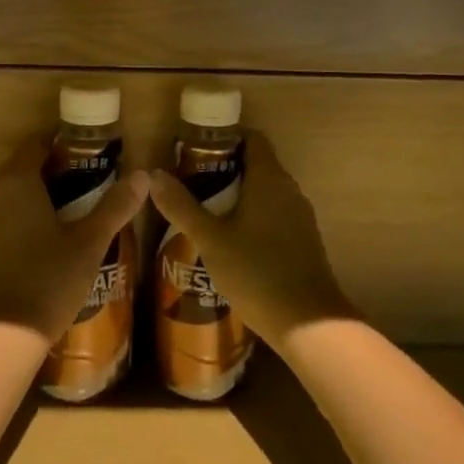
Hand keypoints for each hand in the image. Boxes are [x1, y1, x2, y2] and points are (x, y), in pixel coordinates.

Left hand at [0, 136, 149, 341]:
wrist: (7, 333)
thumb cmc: (50, 278)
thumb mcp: (90, 241)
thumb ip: (115, 206)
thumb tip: (143, 175)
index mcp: (18, 180)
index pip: (37, 143)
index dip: (64, 143)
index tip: (91, 152)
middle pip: (26, 164)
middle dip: (56, 166)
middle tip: (92, 177)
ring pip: (16, 189)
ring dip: (42, 189)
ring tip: (79, 202)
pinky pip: (8, 211)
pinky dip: (29, 210)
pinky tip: (55, 229)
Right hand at [148, 130, 353, 347]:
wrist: (309, 325)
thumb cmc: (257, 272)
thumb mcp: (210, 240)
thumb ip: (182, 206)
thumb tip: (154, 175)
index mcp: (269, 178)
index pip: (252, 138)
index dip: (225, 138)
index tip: (197, 151)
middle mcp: (289, 189)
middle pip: (257, 164)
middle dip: (226, 170)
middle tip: (193, 184)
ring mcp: (301, 216)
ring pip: (266, 192)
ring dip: (240, 196)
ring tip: (206, 213)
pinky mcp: (305, 240)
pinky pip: (276, 215)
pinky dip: (255, 218)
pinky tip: (233, 243)